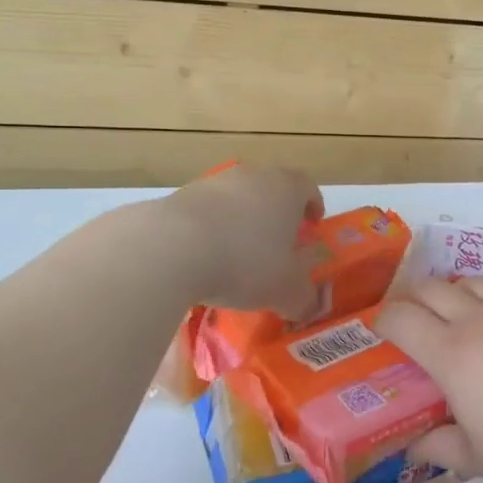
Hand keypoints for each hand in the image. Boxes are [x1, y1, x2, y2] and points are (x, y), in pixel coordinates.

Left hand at [157, 165, 323, 318]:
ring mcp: (213, 182)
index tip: (312, 226)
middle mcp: (252, 176)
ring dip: (240, 222)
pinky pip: (205, 213)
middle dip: (276, 216)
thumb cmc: (245, 261)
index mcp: (286, 188)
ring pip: (236, 200)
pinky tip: (204, 259)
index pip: (308, 187)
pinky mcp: (179, 196)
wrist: (170, 247)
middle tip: (277, 245)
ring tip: (237, 256)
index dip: (313, 206)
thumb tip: (310, 307)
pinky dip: (210, 231)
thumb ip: (303, 298)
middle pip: (271, 190)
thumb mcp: (285, 290)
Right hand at [375, 278, 482, 482]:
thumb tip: (414, 445)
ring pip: (475, 281)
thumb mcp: (476, 457)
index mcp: (451, 353)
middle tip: (416, 318)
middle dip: (415, 298)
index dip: (384, 319)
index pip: (401, 318)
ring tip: (464, 314)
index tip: (382, 330)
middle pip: (433, 287)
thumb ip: (439, 445)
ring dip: (459, 294)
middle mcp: (479, 318)